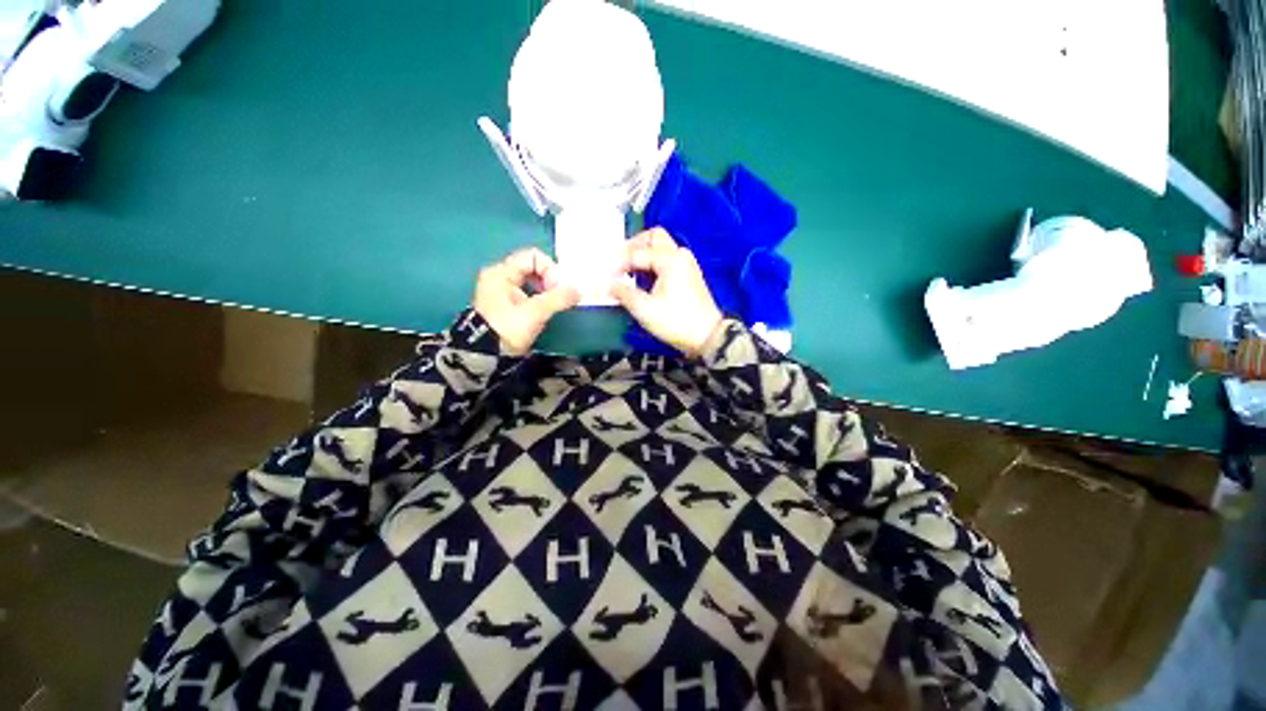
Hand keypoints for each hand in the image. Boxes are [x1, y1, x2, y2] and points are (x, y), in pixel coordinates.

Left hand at [474, 248, 579, 353]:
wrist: (485, 357)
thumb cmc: (507, 330)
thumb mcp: (534, 313)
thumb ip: (558, 298)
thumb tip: (578, 290)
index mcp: (501, 272)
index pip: (533, 256)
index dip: (550, 270)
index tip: (557, 289)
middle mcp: (499, 276)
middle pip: (533, 267)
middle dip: (551, 280)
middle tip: (560, 297)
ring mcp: (501, 291)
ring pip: (532, 280)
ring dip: (547, 290)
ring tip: (556, 304)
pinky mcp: (506, 304)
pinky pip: (528, 292)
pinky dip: (541, 297)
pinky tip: (547, 310)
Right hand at [612, 228, 722, 357]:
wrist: (707, 337)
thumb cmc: (676, 322)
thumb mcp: (645, 309)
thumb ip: (623, 293)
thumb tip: (608, 284)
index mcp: (670, 259)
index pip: (637, 253)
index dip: (619, 264)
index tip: (606, 277)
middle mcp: (680, 255)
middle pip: (653, 237)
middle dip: (633, 246)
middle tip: (618, 262)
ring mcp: (686, 264)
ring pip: (660, 248)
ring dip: (643, 254)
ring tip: (627, 271)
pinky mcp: (688, 275)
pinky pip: (666, 260)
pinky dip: (652, 264)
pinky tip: (641, 278)